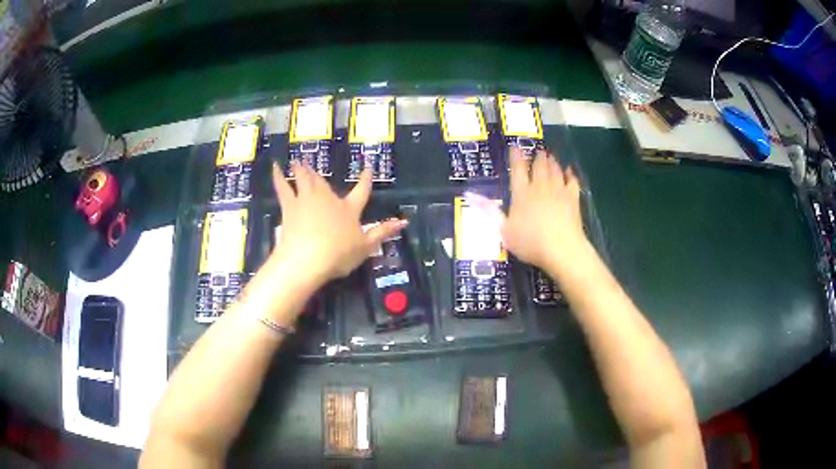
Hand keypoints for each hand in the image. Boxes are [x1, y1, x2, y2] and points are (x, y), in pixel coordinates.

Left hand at [269, 161, 406, 285]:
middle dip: (319, 172)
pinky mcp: (290, 206)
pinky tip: (275, 167)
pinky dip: (279, 176)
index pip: (361, 191)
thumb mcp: (366, 246)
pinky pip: (283, 187)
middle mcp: (328, 199)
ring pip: (304, 179)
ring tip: (297, 160)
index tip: (367, 168)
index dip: (365, 180)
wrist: (308, 258)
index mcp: (349, 209)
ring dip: (301, 169)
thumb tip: (404, 221)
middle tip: (311, 162)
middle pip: (324, 181)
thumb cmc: (339, 254)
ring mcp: (307, 200)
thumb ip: (383, 232)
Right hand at [468, 148, 586, 274]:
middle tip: (538, 151)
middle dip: (537, 157)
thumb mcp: (504, 230)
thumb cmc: (529, 242)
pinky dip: (570, 175)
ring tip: (550, 156)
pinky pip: (572, 181)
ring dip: (552, 162)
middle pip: (539, 167)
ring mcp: (558, 191)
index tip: (515, 147)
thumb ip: (489, 211)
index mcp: (521, 194)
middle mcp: (539, 187)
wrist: (561, 248)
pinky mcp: (573, 199)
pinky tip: (570, 172)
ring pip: (555, 171)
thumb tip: (469, 195)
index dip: (516, 157)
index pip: (517, 170)